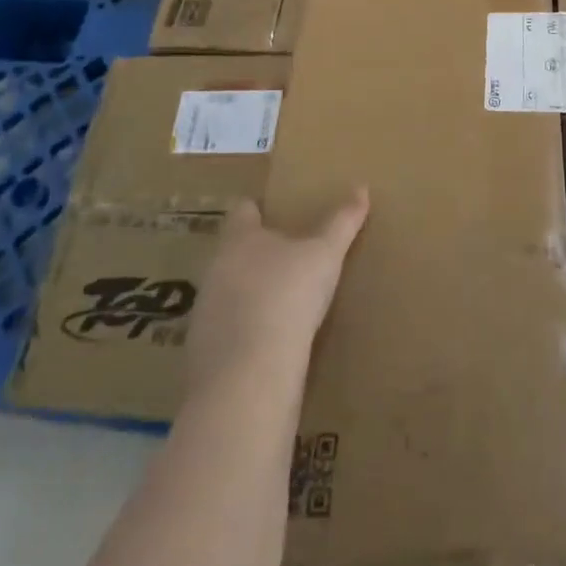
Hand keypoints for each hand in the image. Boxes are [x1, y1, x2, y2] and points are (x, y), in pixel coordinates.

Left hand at [186, 188, 369, 393]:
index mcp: (240, 239)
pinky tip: (267, 347)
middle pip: (233, 252)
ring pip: (227, 293)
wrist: (248, 378)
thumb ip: (342, 222)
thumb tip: (361, 188)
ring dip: (248, 296)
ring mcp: (205, 315)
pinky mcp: (203, 356)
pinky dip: (243, 335)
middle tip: (287, 258)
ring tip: (280, 303)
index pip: (243, 210)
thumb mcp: (325, 255)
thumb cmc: (287, 296)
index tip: (276, 211)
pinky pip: (225, 335)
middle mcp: (215, 270)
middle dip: (256, 254)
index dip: (259, 208)